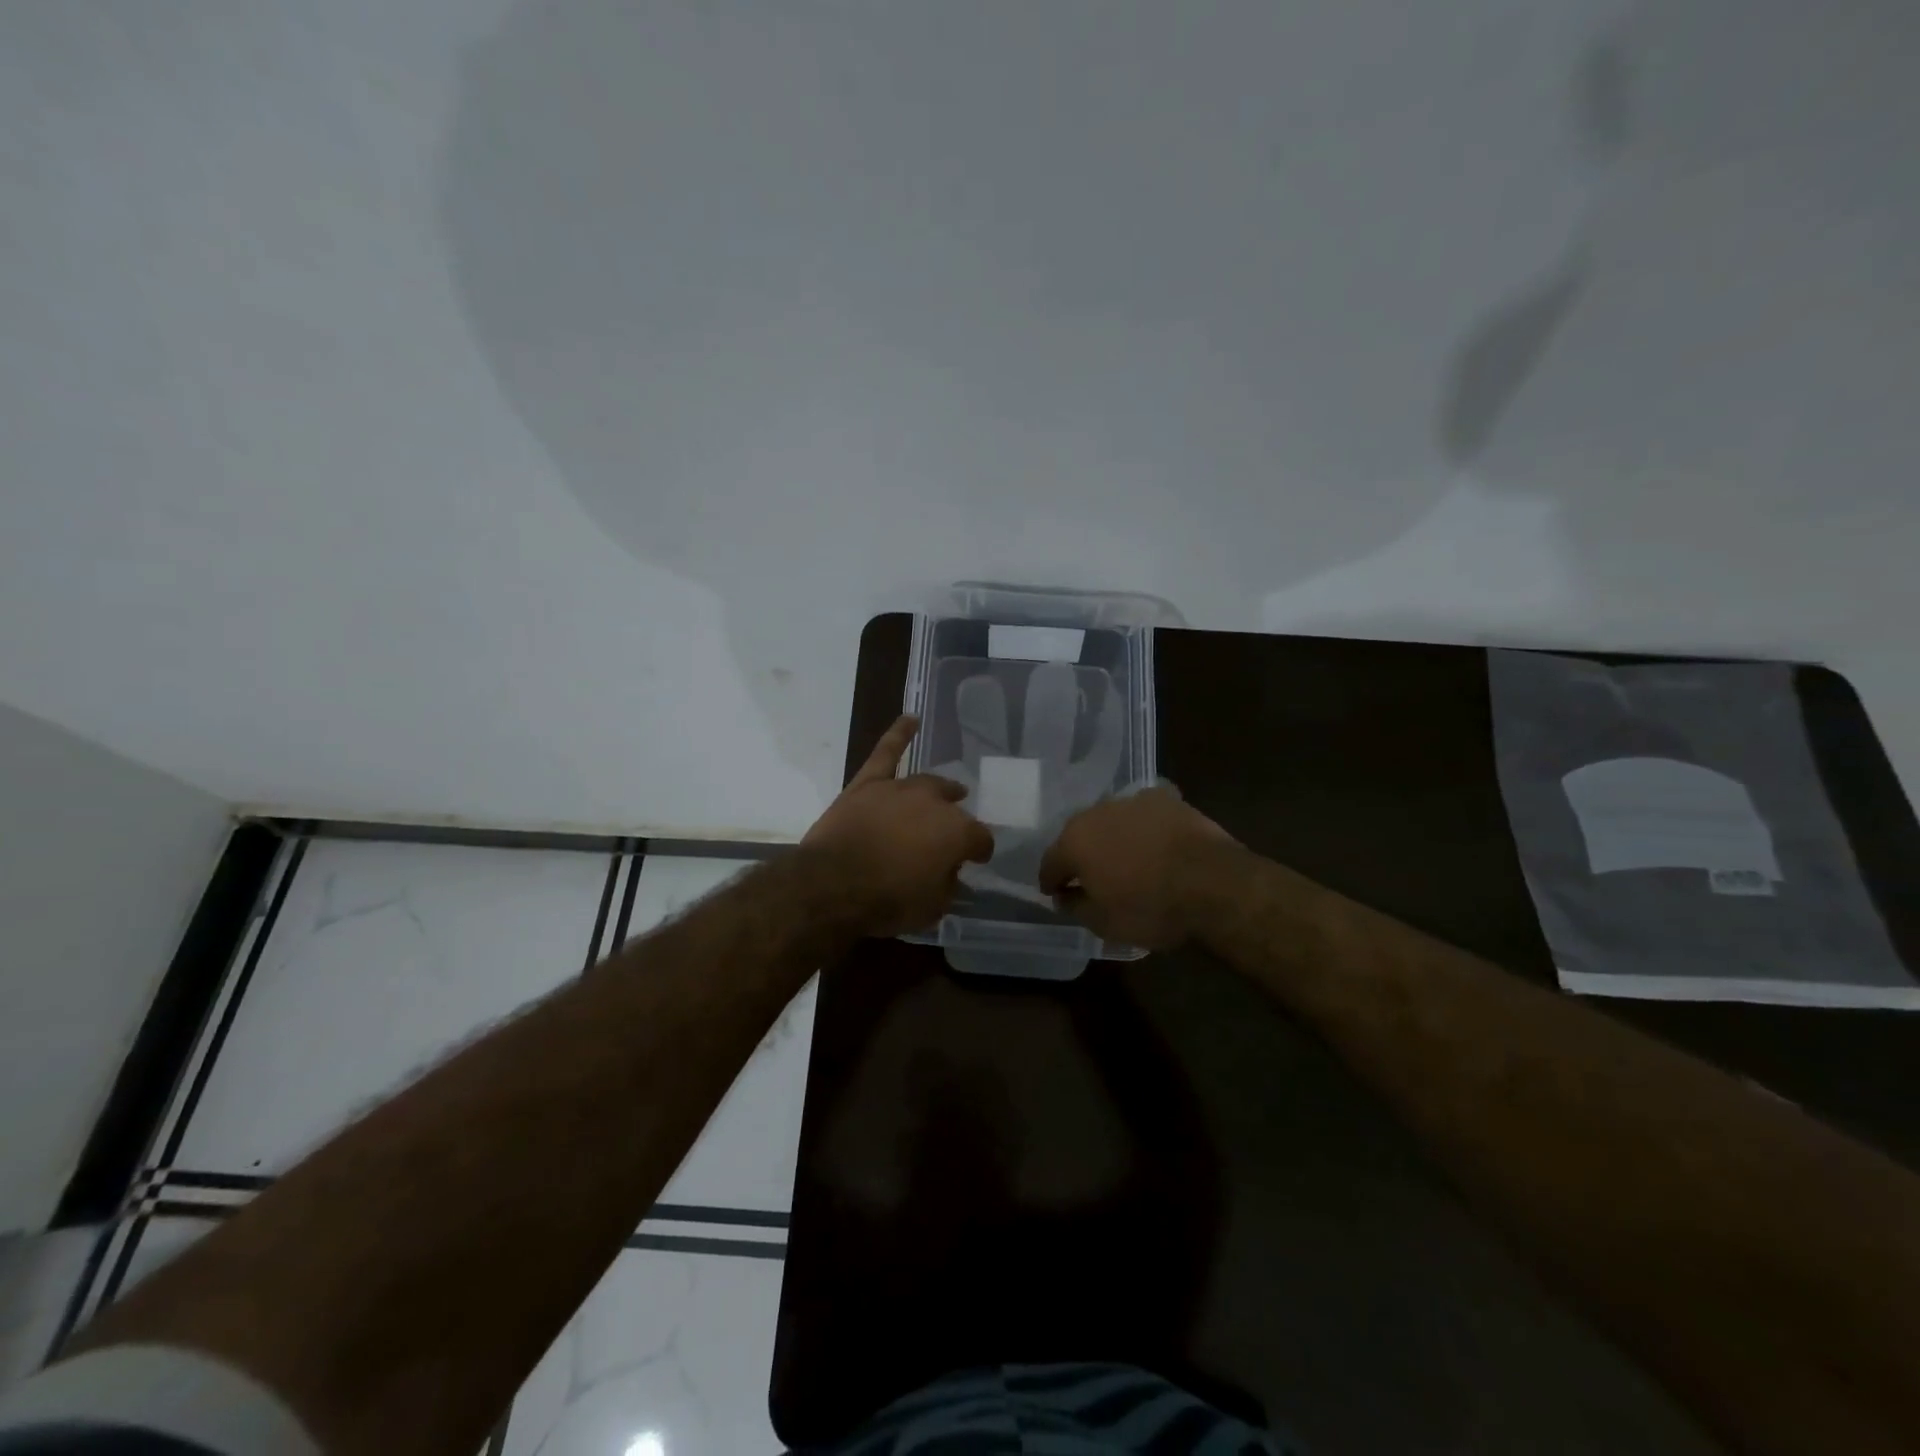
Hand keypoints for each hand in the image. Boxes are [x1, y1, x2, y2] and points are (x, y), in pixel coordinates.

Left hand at [802, 714, 995, 936]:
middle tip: (952, 836)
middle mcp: (934, 803)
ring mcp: (900, 788)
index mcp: (958, 833)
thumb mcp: (932, 908)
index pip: (981, 839)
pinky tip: (910, 719)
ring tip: (951, 791)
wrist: (833, 884)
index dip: (979, 851)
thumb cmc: (887, 901)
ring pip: (927, 783)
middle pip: (954, 808)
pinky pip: (886, 752)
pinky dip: (898, 734)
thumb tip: (952, 874)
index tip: (975, 860)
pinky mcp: (868, 783)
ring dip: (940, 789)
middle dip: (958, 821)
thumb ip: (948, 886)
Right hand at [1039, 787, 1238, 948]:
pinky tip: (1155, 840)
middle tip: (1090, 876)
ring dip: (1112, 837)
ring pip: (1111, 820)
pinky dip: (1144, 825)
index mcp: (1074, 842)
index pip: (1050, 862)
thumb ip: (1075, 906)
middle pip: (1079, 835)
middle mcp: (1096, 813)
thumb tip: (1063, 896)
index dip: (1050, 881)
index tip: (1055, 894)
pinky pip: (1144, 812)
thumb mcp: (1104, 923)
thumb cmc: (1150, 908)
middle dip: (1080, 854)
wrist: (1213, 883)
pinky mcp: (1165, 798)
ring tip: (1125, 859)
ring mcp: (1132, 801)